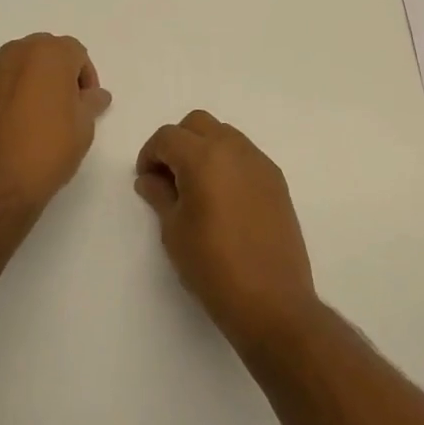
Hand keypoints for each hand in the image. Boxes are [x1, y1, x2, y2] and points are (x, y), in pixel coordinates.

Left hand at [0, 34, 110, 215]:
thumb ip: (91, 102)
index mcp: (48, 53)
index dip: (86, 78)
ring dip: (31, 81)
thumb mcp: (83, 128)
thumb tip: (96, 94)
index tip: (86, 105)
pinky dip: (8, 94)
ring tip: (36, 117)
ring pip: (19, 66)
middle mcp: (16, 52)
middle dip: (58, 74)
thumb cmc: (46, 151)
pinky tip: (12, 125)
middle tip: (64, 108)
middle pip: (45, 52)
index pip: (76, 53)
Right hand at [135, 111, 319, 352]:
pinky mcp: (276, 180)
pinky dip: (228, 163)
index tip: (147, 180)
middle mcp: (234, 149)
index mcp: (203, 157)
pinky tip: (223, 199)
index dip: (150, 154)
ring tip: (197, 188)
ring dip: (204, 149)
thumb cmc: (213, 266)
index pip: (168, 136)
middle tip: (169, 177)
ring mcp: (259, 163)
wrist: (272, 301)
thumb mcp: (174, 231)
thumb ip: (159, 195)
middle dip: (178, 143)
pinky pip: (245, 155)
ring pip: (224, 134)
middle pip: (197, 124)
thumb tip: (150, 179)